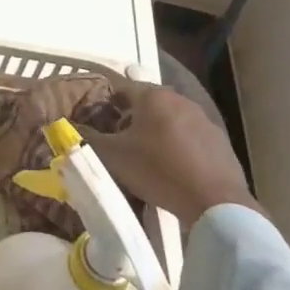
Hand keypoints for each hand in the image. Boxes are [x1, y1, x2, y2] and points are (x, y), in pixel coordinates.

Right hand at [79, 79, 258, 225]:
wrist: (215, 201)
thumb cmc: (157, 169)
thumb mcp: (113, 156)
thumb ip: (88, 138)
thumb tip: (69, 127)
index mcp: (152, 95)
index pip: (120, 87)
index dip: (104, 102)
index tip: (96, 120)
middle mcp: (178, 99)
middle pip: (146, 103)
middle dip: (130, 118)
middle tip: (118, 142)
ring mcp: (203, 119)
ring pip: (169, 119)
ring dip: (155, 132)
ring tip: (145, 158)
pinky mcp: (220, 141)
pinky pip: (189, 137)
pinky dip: (177, 146)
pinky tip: (173, 169)